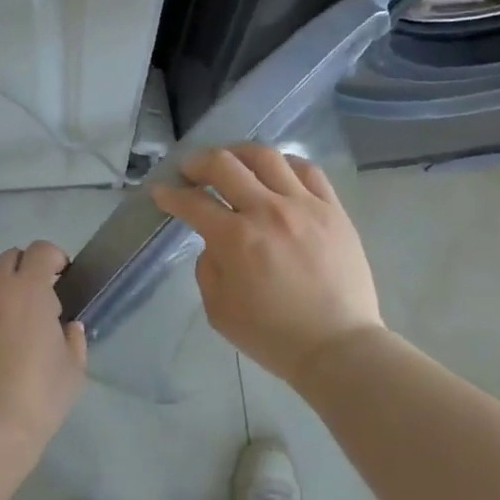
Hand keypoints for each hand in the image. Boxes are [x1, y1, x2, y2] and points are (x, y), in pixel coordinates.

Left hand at [0, 240, 86, 445]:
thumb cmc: (39, 396)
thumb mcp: (73, 368)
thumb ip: (73, 338)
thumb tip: (68, 326)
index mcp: (29, 289)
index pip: (41, 251)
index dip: (53, 258)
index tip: (60, 275)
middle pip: (8, 258)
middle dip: (23, 271)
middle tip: (31, 299)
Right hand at [153, 144, 384, 387]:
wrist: (338, 347)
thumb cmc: (273, 336)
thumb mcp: (219, 311)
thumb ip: (208, 268)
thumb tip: (214, 242)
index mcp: (235, 239)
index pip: (193, 202)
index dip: (170, 194)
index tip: (160, 192)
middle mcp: (267, 211)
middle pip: (224, 164)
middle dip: (197, 163)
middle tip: (189, 171)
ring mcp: (304, 205)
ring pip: (265, 156)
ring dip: (238, 153)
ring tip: (231, 162)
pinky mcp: (333, 209)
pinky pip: (307, 170)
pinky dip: (284, 163)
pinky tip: (276, 172)